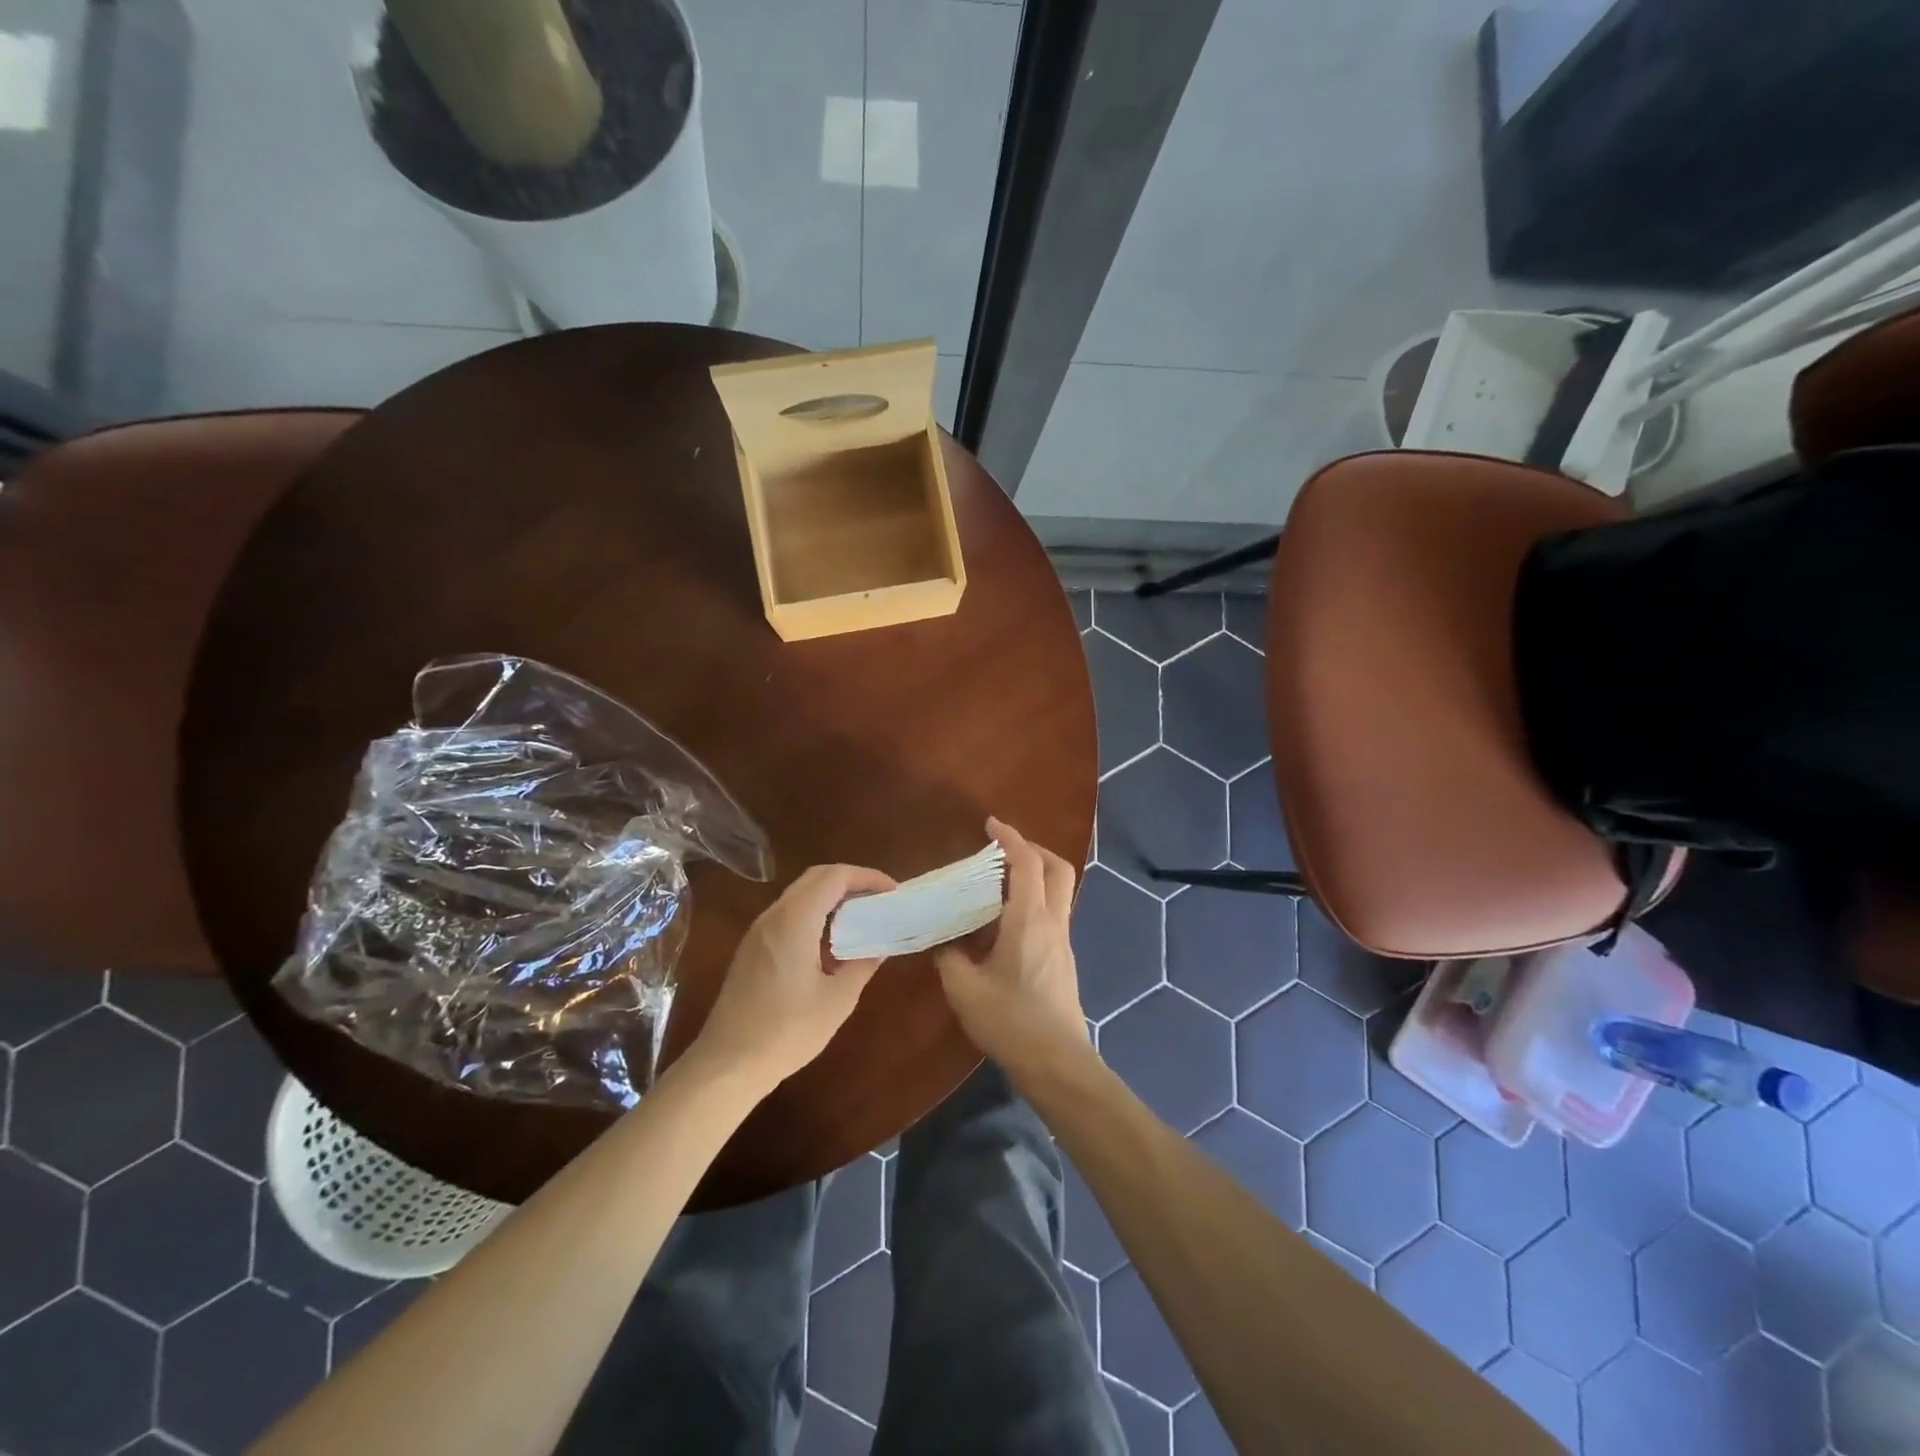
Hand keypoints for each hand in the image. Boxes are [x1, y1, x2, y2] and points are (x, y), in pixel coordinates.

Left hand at [688, 864, 896, 1093]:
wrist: (727, 1065)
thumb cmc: (786, 1032)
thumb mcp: (837, 1000)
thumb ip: (862, 964)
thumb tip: (879, 945)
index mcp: (795, 920)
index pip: (835, 876)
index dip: (867, 877)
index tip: (892, 892)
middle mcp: (774, 916)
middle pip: (816, 878)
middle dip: (851, 882)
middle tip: (879, 900)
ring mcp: (758, 931)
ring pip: (800, 895)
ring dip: (832, 898)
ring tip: (861, 920)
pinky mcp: (751, 948)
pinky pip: (788, 914)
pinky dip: (815, 914)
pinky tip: (830, 944)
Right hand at [933, 818, 1091, 1082]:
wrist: (1057, 1063)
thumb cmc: (1011, 1022)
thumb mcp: (965, 989)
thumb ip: (949, 958)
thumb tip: (943, 942)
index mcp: (1029, 920)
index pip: (1027, 863)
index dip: (1010, 837)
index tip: (990, 824)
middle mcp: (1053, 922)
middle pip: (1057, 869)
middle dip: (1032, 850)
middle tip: (1001, 851)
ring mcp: (1062, 941)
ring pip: (1058, 891)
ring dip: (1034, 876)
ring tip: (996, 885)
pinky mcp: (1063, 959)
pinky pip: (1052, 914)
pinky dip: (1032, 902)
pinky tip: (1003, 924)